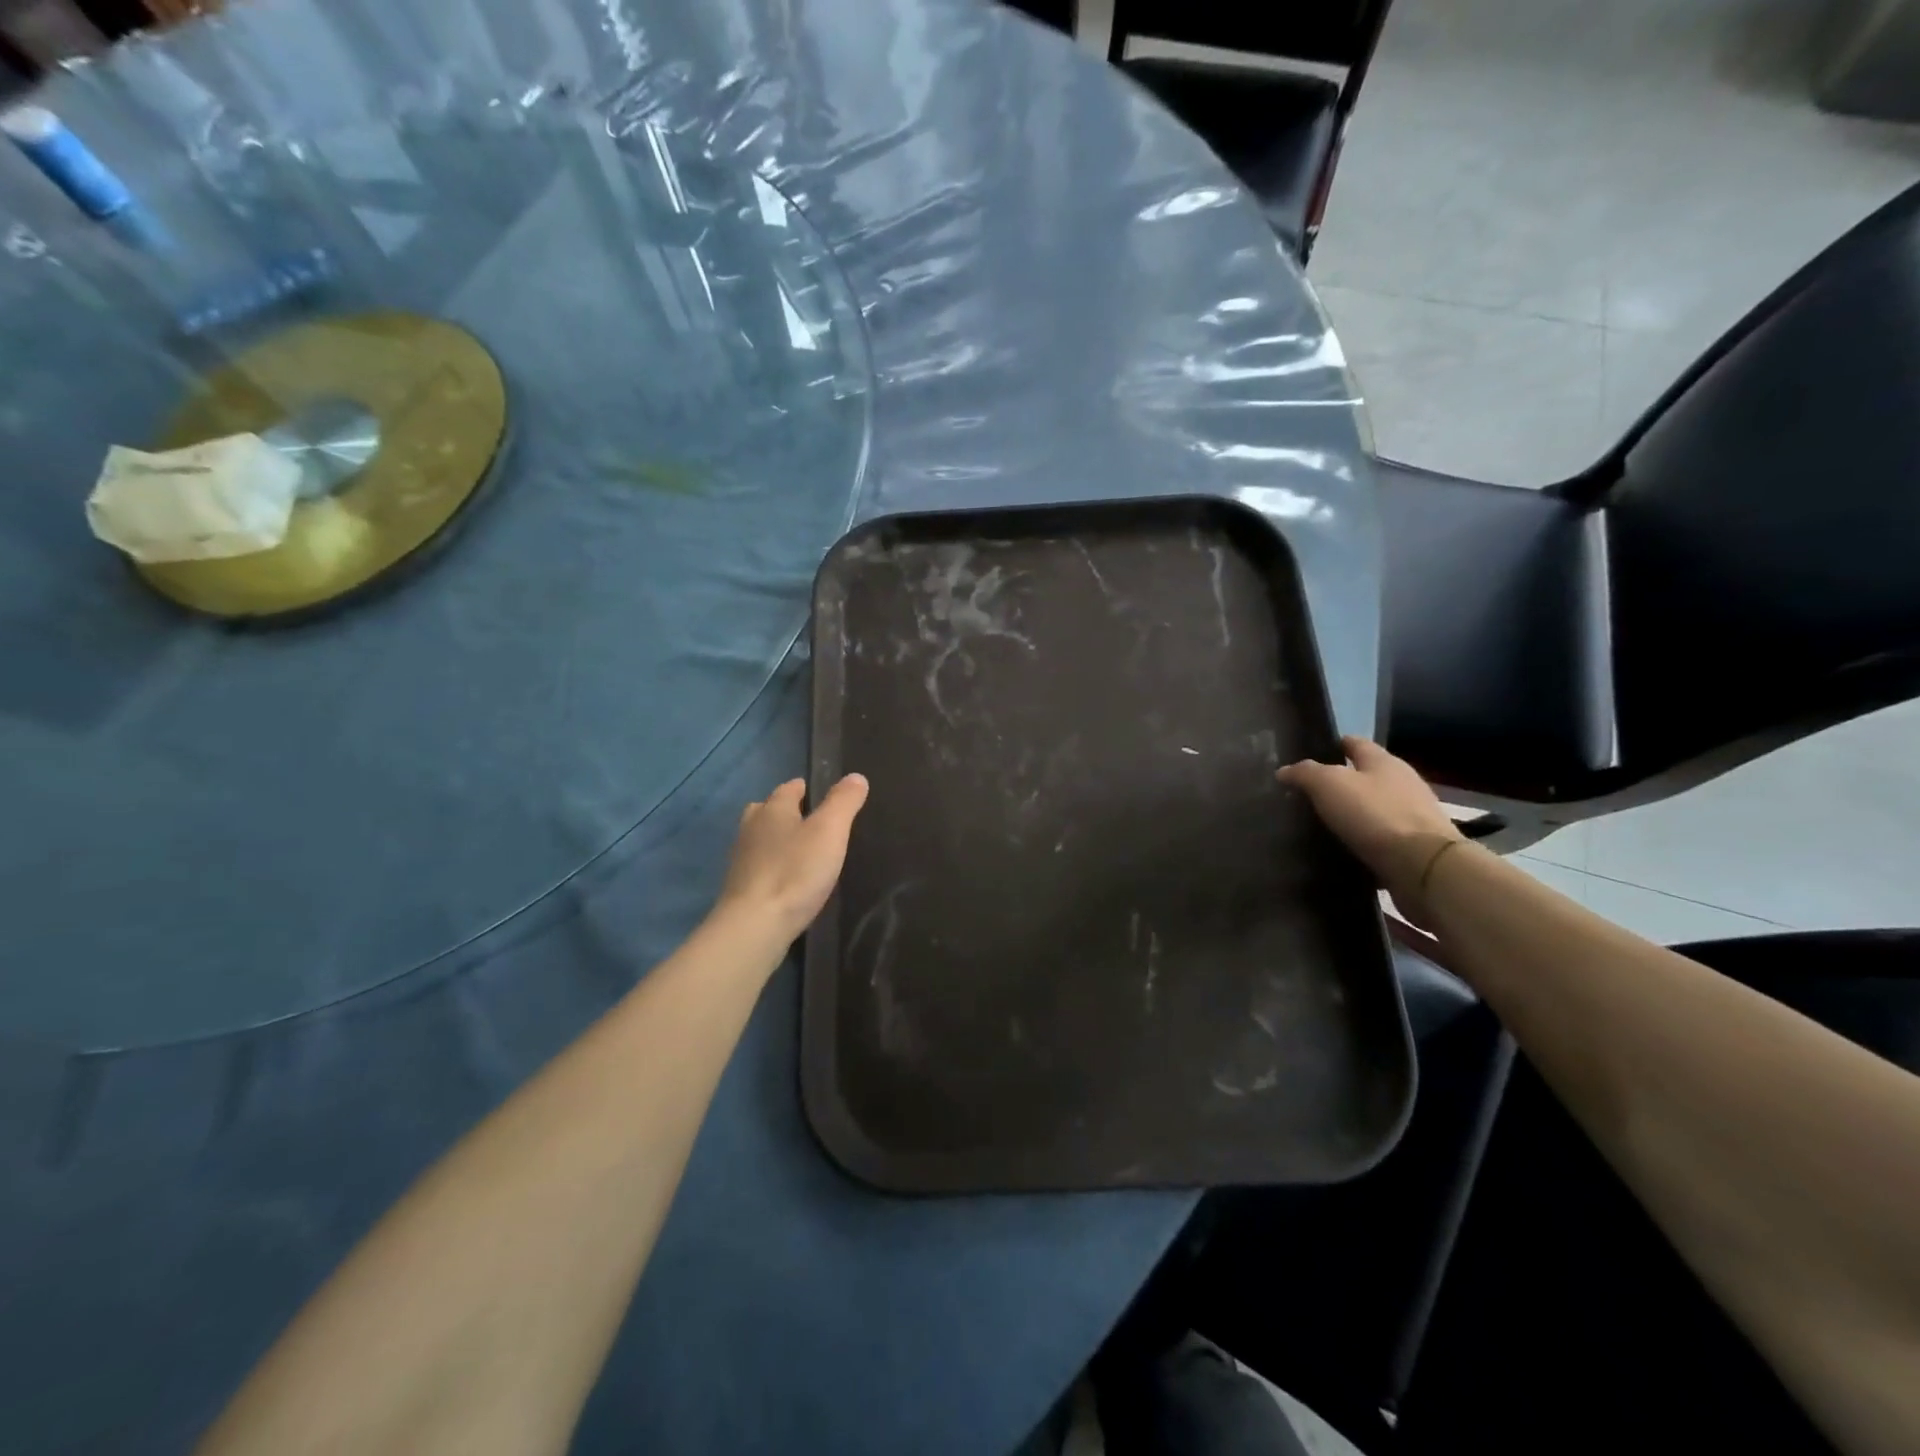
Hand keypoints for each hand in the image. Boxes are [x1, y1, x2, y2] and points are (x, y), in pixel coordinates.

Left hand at [715, 775, 869, 942]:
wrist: (755, 926)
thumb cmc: (795, 872)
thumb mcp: (829, 831)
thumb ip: (843, 802)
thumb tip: (856, 776)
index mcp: (773, 809)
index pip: (789, 788)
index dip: (807, 788)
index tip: (825, 795)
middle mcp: (751, 828)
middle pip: (768, 810)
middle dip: (787, 812)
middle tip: (813, 823)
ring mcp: (741, 859)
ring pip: (761, 839)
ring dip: (778, 840)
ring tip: (803, 851)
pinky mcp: (740, 888)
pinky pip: (760, 867)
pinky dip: (773, 867)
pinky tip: (789, 880)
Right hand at [1277, 736, 1462, 924]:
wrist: (1424, 866)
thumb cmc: (1374, 814)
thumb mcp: (1329, 785)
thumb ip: (1305, 773)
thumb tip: (1284, 770)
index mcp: (1383, 761)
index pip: (1355, 743)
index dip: (1333, 745)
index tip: (1309, 755)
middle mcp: (1402, 783)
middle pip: (1367, 775)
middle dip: (1341, 782)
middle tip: (1308, 794)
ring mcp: (1412, 815)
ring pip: (1374, 807)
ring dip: (1353, 813)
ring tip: (1322, 824)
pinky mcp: (1415, 846)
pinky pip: (1382, 838)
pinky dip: (1364, 841)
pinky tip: (1344, 849)